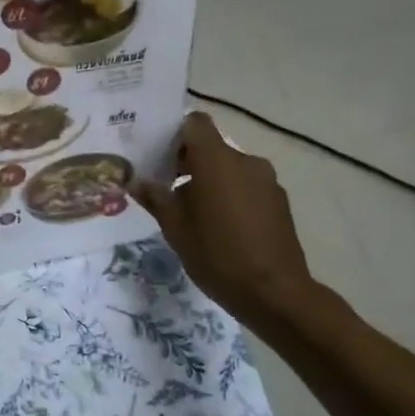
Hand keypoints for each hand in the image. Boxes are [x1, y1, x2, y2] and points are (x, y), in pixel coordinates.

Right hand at [131, 113, 331, 333]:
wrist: (274, 292)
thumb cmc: (217, 255)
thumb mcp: (175, 228)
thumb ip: (155, 198)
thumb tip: (135, 181)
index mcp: (217, 160)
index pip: (195, 123)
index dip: (175, 133)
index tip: (159, 156)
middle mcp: (245, 160)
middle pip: (212, 147)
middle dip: (188, 162)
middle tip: (166, 188)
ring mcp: (267, 180)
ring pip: (230, 168)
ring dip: (210, 180)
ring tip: (193, 213)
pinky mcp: (279, 201)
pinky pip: (247, 186)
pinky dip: (231, 195)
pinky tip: (221, 226)